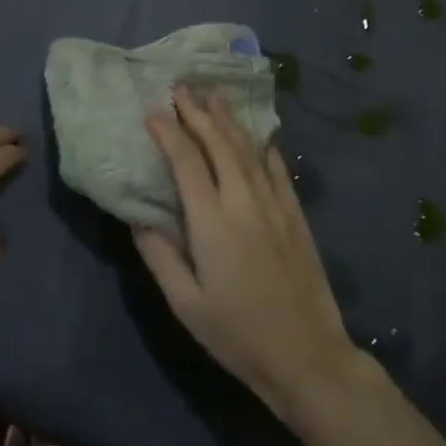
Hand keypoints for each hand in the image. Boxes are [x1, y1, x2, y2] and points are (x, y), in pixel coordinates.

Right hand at [134, 87, 356, 421]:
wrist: (307, 357)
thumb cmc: (237, 334)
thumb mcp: (186, 304)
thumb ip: (159, 255)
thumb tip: (137, 216)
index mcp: (212, 222)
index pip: (187, 161)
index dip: (169, 132)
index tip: (152, 112)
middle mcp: (244, 202)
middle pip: (219, 144)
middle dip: (198, 113)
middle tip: (181, 88)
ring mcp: (275, 206)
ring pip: (249, 150)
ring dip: (229, 121)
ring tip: (214, 97)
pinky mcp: (296, 217)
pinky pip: (278, 171)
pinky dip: (265, 148)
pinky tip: (260, 135)